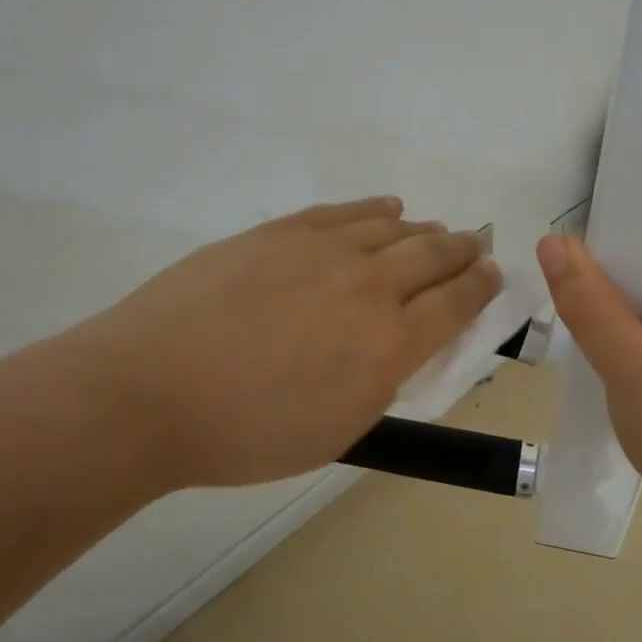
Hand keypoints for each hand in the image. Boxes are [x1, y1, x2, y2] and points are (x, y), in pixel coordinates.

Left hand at [77, 196, 499, 492]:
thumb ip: (381, 383)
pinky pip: (344, 212)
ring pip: (393, 229)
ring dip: (423, 231)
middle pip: (433, 256)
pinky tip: (389, 208)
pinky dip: (375, 209)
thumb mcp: (336, 430)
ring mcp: (324, 251)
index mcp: (388, 345)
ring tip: (434, 233)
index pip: (456, 304)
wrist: (148, 392)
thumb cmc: (246, 433)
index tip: (493, 275)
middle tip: (474, 248)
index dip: (481, 287)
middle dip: (463, 251)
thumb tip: (400, 347)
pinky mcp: (282, 232)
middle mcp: (369, 287)